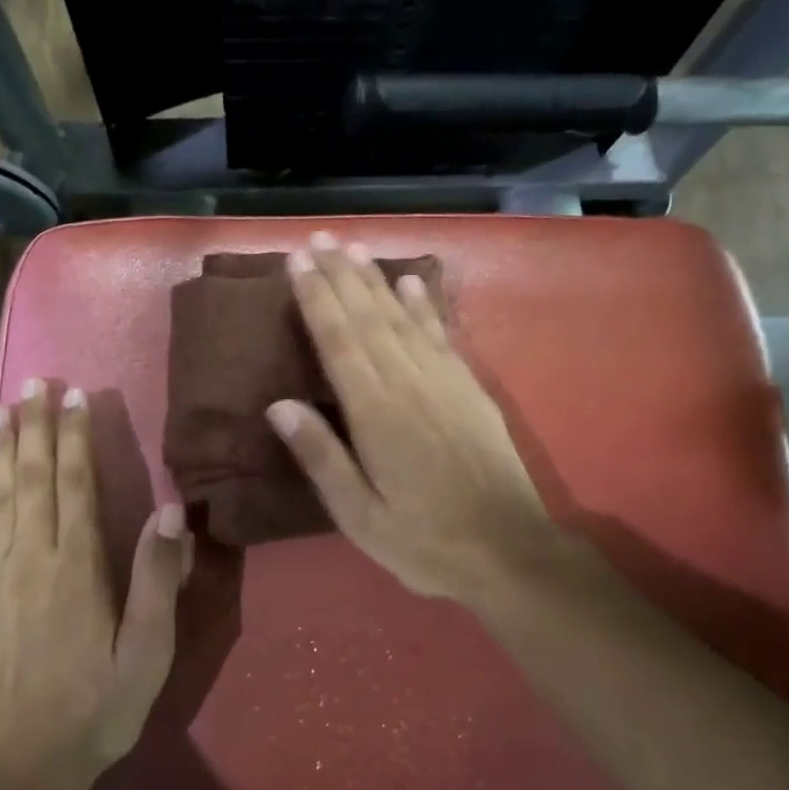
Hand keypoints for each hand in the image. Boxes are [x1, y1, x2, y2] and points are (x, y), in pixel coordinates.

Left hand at [0, 380, 193, 789]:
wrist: (17, 767)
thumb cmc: (95, 707)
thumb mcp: (147, 652)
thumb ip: (157, 580)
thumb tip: (169, 513)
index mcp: (76, 566)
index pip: (76, 484)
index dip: (74, 437)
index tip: (73, 396)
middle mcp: (32, 558)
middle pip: (33, 477)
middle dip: (34, 426)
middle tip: (33, 381)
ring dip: (0, 449)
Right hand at [267, 233, 584, 609]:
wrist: (510, 551)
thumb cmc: (425, 541)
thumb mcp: (360, 515)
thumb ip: (321, 457)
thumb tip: (278, 405)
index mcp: (376, 413)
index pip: (338, 341)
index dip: (316, 298)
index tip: (298, 261)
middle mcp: (409, 383)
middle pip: (368, 318)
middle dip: (341, 275)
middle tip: (320, 238)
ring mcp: (445, 381)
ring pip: (403, 318)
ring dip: (377, 281)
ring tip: (355, 249)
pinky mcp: (471, 389)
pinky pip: (442, 335)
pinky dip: (424, 306)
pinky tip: (412, 284)